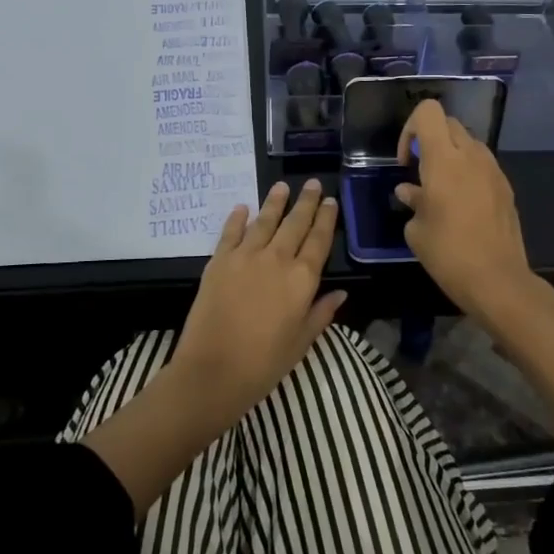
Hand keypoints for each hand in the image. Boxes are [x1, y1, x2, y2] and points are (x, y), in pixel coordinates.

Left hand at [172, 178, 346, 419]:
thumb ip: (321, 313)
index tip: (330, 202)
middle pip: (295, 223)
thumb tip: (341, 292)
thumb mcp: (302, 342)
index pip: (319, 240)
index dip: (326, 219)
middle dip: (306, 202)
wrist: (213, 370)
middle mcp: (277, 259)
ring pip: (264, 221)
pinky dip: (237, 218)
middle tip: (312, 183)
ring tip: (281, 186)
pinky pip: (231, 232)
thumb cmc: (264, 363)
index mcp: (302, 279)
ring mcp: (245, 256)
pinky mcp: (219, 261)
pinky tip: (242, 207)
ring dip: (274, 202)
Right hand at [395, 100, 537, 319]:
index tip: (406, 160)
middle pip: (448, 123)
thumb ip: (413, 201)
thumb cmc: (448, 253)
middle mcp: (471, 155)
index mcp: (443, 159)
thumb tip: (410, 191)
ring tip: (441, 189)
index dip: (410, 128)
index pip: (428, 112)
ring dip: (451, 154)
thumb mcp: (417, 230)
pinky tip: (462, 205)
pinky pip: (482, 165)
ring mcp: (493, 170)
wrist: (497, 280)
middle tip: (419, 171)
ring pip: (468, 143)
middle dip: (430, 139)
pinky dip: (468, 172)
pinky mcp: (506, 187)